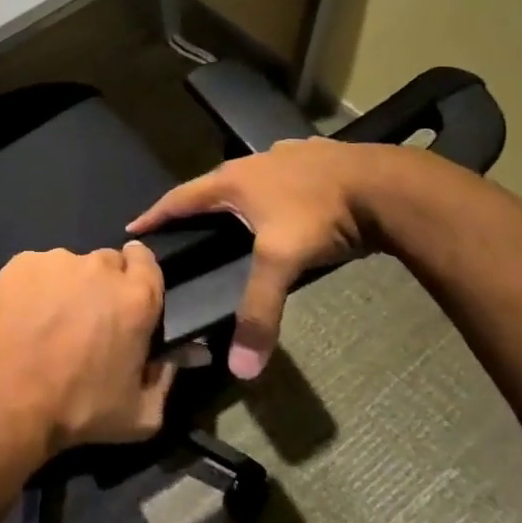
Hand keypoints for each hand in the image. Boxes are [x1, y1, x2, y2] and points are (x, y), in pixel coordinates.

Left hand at [0, 243, 173, 456]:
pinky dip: (34, 286)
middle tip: (88, 318)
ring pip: (69, 265)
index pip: (147, 260)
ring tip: (49, 320)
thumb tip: (182, 356)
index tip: (128, 294)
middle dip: (103, 284)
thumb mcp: (142, 414)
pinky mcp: (19, 264)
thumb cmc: (79, 410)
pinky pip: (35, 269)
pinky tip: (23, 316)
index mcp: (137, 296)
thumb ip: (166, 378)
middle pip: (108, 262)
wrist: (6, 400)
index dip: (139, 275)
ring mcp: (55, 261)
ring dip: (67, 285)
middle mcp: (98, 267)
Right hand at [129, 138, 381, 379]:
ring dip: (238, 192)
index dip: (156, 213)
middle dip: (196, 203)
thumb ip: (259, 311)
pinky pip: (284, 171)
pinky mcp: (317, 155)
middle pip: (213, 183)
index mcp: (234, 181)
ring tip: (235, 214)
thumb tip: (240, 367)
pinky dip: (276, 186)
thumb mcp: (283, 263)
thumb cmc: (321, 217)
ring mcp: (287, 154)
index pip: (181, 198)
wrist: (387, 185)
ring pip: (251, 175)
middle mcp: (254, 161)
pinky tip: (288, 199)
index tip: (133, 226)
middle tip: (184, 224)